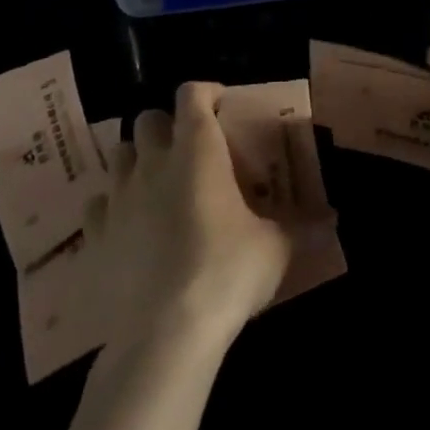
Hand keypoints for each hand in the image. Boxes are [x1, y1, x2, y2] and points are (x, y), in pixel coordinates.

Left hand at [83, 81, 297, 349]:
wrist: (164, 336)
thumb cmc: (226, 272)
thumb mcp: (275, 248)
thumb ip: (301, 227)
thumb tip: (333, 220)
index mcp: (198, 148)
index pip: (192, 93)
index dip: (206, 92)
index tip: (221, 106)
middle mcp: (154, 160)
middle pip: (150, 118)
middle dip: (167, 127)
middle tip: (189, 150)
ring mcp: (120, 196)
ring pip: (120, 154)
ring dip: (137, 159)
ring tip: (157, 182)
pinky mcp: (95, 236)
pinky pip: (98, 204)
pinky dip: (112, 206)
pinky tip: (128, 225)